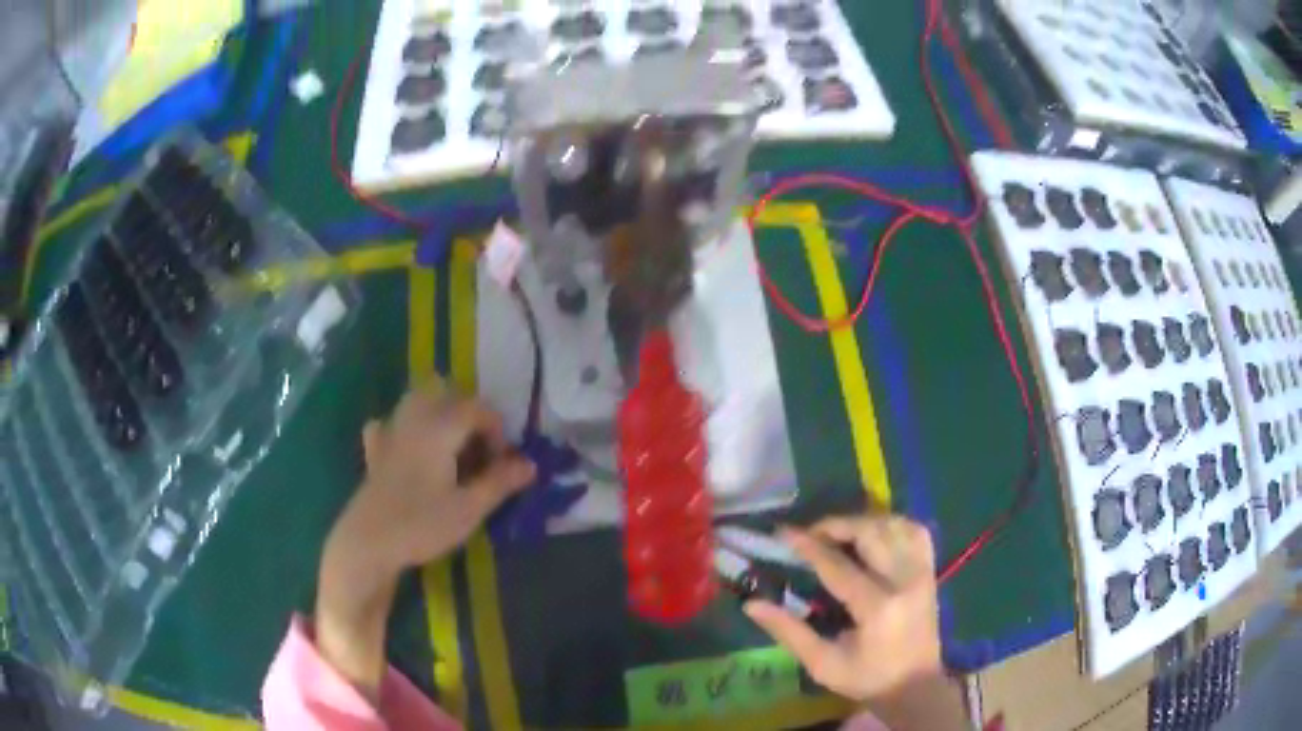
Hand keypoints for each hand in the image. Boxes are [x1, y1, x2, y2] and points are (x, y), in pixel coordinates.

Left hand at [315, 385, 534, 696]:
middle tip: (481, 451)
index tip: (504, 464)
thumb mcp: (469, 508)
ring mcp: (390, 432)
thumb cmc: (421, 524)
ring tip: (453, 447)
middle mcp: (413, 418)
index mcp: (439, 426)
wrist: (368, 542)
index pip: (478, 408)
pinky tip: (409, 450)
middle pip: (445, 393)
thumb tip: (530, 464)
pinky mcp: (375, 452)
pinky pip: (391, 424)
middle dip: (469, 415)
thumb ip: (500, 482)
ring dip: (440, 414)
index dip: (497, 432)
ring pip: (417, 401)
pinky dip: (404, 429)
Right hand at [743, 515, 944, 703]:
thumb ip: (789, 631)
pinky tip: (875, 533)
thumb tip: (751, 603)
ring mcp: (922, 573)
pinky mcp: (931, 571)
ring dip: (864, 522)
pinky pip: (916, 532)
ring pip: (895, 525)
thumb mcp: (822, 664)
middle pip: (870, 532)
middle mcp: (904, 581)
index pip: (837, 565)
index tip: (783, 533)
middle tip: (810, 533)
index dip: (808, 546)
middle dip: (836, 525)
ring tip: (839, 533)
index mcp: (876, 608)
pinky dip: (894, 524)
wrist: (915, 687)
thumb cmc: (866, 679)